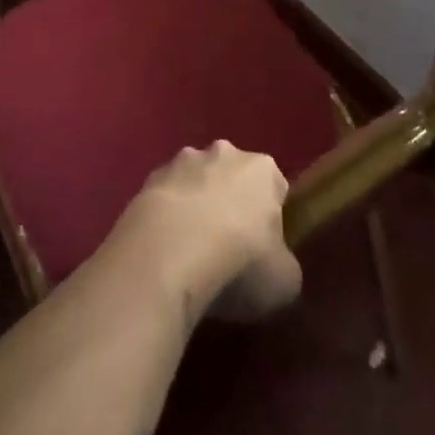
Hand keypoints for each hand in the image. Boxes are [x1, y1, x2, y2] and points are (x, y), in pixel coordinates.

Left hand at [113, 142, 301, 324]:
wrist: (170, 254)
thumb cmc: (240, 263)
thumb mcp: (284, 281)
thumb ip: (284, 266)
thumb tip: (277, 266)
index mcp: (262, 169)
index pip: (275, 186)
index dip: (271, 217)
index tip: (264, 249)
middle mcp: (224, 152)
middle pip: (233, 176)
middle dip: (231, 203)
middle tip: (228, 248)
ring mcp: (182, 161)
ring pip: (196, 182)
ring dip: (196, 206)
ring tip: (190, 252)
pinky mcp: (150, 179)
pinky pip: (166, 198)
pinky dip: (167, 217)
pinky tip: (164, 251)